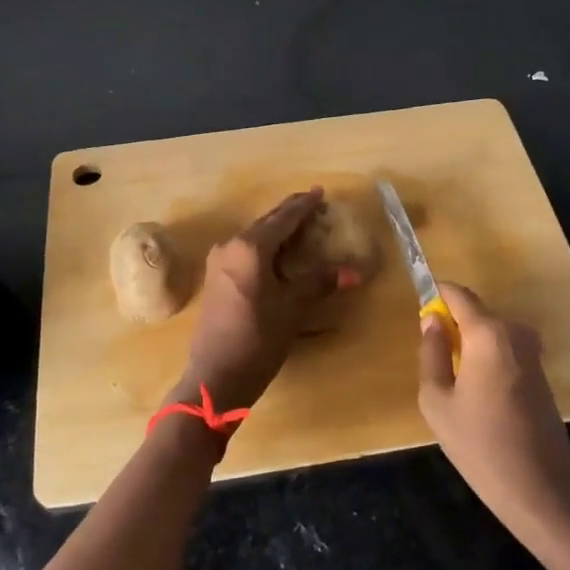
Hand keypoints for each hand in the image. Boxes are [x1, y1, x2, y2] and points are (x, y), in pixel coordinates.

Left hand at [174, 188, 354, 412]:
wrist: (214, 377)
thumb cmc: (257, 340)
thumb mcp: (293, 309)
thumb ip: (320, 282)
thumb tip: (355, 271)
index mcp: (250, 247)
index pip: (284, 218)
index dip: (304, 205)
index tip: (320, 192)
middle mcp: (231, 246)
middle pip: (267, 223)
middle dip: (291, 214)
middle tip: (314, 205)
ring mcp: (219, 262)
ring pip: (254, 236)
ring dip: (277, 230)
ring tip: (301, 226)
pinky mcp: (215, 278)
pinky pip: (244, 251)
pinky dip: (265, 246)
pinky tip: (278, 252)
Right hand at [417, 282, 569, 542]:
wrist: (541, 490)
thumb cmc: (480, 445)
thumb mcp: (437, 401)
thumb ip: (431, 353)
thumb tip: (432, 322)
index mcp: (488, 333)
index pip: (458, 294)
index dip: (436, 294)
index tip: (418, 307)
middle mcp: (515, 333)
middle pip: (476, 313)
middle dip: (452, 324)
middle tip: (431, 358)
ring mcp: (533, 353)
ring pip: (491, 332)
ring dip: (470, 344)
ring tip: (452, 382)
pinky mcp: (541, 374)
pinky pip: (505, 350)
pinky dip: (487, 359)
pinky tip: (477, 396)